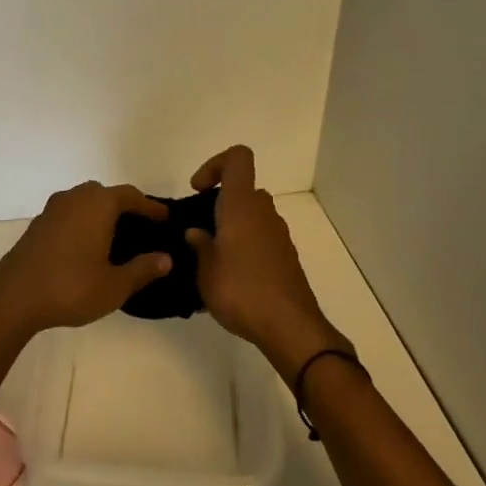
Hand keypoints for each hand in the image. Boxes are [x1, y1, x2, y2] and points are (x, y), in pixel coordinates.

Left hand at [0, 181, 172, 338]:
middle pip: (106, 194)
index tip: (166, 218)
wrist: (13, 298)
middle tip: (143, 228)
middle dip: (126, 207)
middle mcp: (75, 198)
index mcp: (98, 204)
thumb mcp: (114, 285)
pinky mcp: (38, 225)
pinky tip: (89, 247)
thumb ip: (142, 269)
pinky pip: (70, 215)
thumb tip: (166, 258)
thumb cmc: (70, 287)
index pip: (131, 196)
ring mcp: (53, 210)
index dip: (151, 207)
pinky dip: (84, 223)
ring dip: (102, 214)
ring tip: (117, 238)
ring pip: (85, 203)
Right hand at [184, 146, 349, 383]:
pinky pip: (261, 238)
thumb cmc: (241, 291)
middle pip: (243, 190)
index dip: (215, 164)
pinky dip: (245, 247)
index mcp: (242, 205)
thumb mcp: (205, 270)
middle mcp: (264, 213)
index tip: (198, 190)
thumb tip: (196, 232)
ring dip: (232, 227)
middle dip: (220, 204)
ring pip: (252, 215)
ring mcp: (279, 235)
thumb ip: (199, 246)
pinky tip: (231, 278)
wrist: (289, 327)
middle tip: (200, 230)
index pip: (238, 159)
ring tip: (211, 259)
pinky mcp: (286, 257)